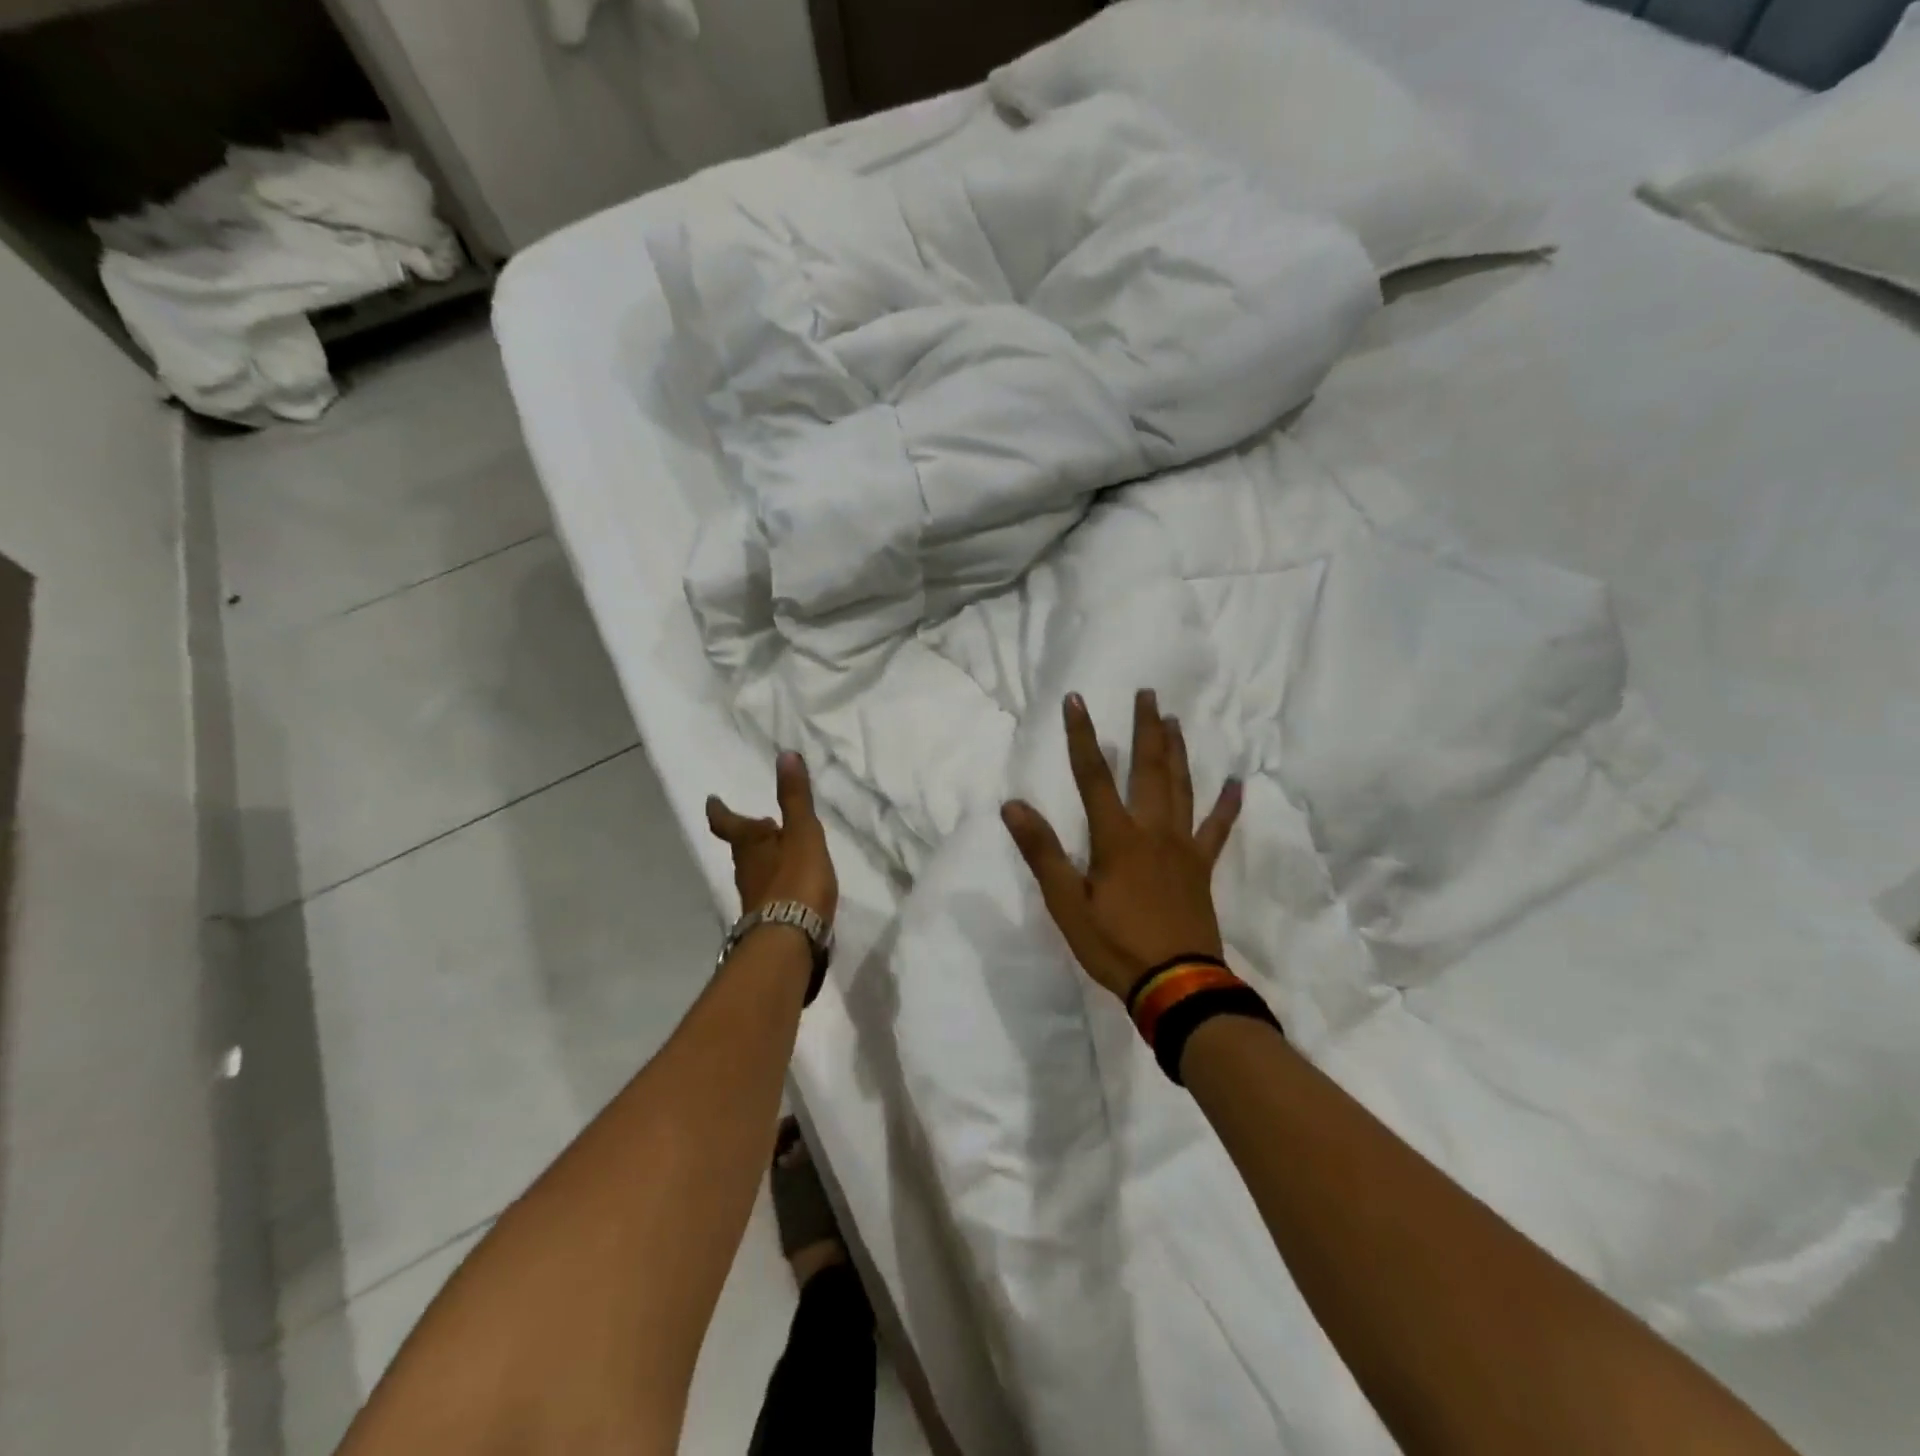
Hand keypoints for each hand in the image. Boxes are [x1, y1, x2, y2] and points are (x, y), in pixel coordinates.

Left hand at [706, 751, 838, 925]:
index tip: (711, 800)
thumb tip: (785, 755)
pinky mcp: (768, 917)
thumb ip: (795, 797)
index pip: (728, 823)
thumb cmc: (795, 878)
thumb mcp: (802, 832)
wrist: (790, 938)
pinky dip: (777, 882)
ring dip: (764, 858)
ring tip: (780, 851)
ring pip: (755, 869)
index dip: (720, 811)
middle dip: (748, 835)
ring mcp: (754, 896)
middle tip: (758, 823)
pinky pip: (769, 891)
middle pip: (742, 847)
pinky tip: (792, 885)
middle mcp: (745, 869)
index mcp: (749, 844)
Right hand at [1003, 690, 1242, 1000]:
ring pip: (1182, 787)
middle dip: (1145, 729)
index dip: (1082, 736)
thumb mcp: (1066, 903)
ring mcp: (1183, 846)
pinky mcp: (1202, 867)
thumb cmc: (1114, 944)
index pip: (1093, 775)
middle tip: (1148, 693)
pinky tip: (1237, 782)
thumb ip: (1042, 852)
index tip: (1076, 699)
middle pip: (1149, 769)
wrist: (1176, 984)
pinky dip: (1227, 804)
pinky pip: (1218, 828)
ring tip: (1176, 721)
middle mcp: (1152, 830)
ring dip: (1178, 752)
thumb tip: (1013, 805)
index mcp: (1116, 837)